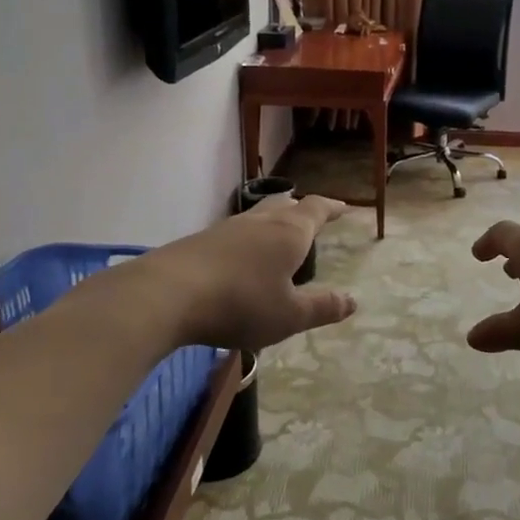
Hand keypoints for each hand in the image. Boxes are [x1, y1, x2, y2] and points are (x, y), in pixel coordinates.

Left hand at [111, 195, 356, 352]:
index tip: (344, 207)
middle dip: (301, 209)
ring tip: (278, 233)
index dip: (332, 207)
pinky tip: (240, 257)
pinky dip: (248, 239)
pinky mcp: (200, 241)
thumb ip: (322, 307)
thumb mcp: (289, 315)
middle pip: (285, 204)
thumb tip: (352, 301)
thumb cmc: (240, 303)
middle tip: (312, 216)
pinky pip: (235, 232)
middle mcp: (259, 222)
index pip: (316, 209)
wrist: (166, 294)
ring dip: (273, 220)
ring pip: (258, 215)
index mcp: (288, 233)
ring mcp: (226, 229)